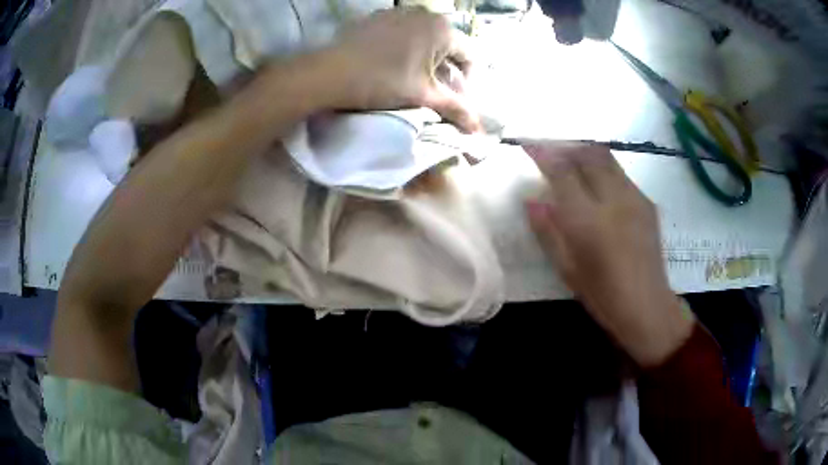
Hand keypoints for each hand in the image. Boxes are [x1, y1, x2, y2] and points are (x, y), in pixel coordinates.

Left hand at [321, 8, 481, 132]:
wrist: (329, 72)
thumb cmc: (382, 81)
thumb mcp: (423, 95)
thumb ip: (455, 109)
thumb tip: (479, 132)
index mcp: (443, 29)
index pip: (469, 57)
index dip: (467, 83)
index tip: (454, 100)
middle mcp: (425, 13)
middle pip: (447, 46)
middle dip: (445, 71)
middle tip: (434, 93)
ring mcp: (399, 11)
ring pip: (425, 39)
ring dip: (426, 60)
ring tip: (412, 81)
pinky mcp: (378, 16)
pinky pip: (403, 32)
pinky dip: (406, 48)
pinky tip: (392, 65)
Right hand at [523, 142, 693, 366]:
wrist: (648, 306)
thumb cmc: (603, 296)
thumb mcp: (567, 269)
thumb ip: (548, 231)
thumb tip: (531, 200)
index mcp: (588, 221)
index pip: (562, 172)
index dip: (543, 154)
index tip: (528, 146)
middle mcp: (613, 200)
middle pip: (587, 154)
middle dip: (565, 147)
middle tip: (550, 152)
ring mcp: (634, 198)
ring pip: (606, 158)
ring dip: (584, 153)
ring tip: (571, 162)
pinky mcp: (647, 202)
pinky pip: (620, 173)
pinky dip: (602, 168)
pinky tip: (597, 184)